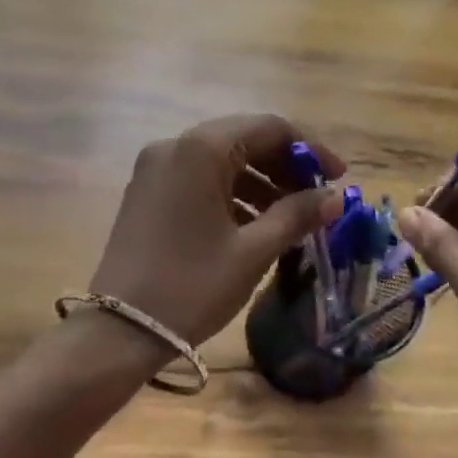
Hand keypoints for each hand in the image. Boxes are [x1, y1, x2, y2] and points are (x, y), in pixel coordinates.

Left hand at [88, 115, 342, 348]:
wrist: (118, 330)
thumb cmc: (192, 286)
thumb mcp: (252, 251)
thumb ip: (297, 215)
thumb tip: (335, 197)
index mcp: (201, 148)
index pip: (269, 127)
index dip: (310, 149)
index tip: (338, 178)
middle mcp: (175, 145)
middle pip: (244, 139)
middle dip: (285, 166)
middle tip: (318, 198)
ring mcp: (156, 168)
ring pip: (221, 160)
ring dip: (261, 181)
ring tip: (293, 217)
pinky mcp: (147, 191)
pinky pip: (199, 178)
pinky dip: (231, 194)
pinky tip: (255, 224)